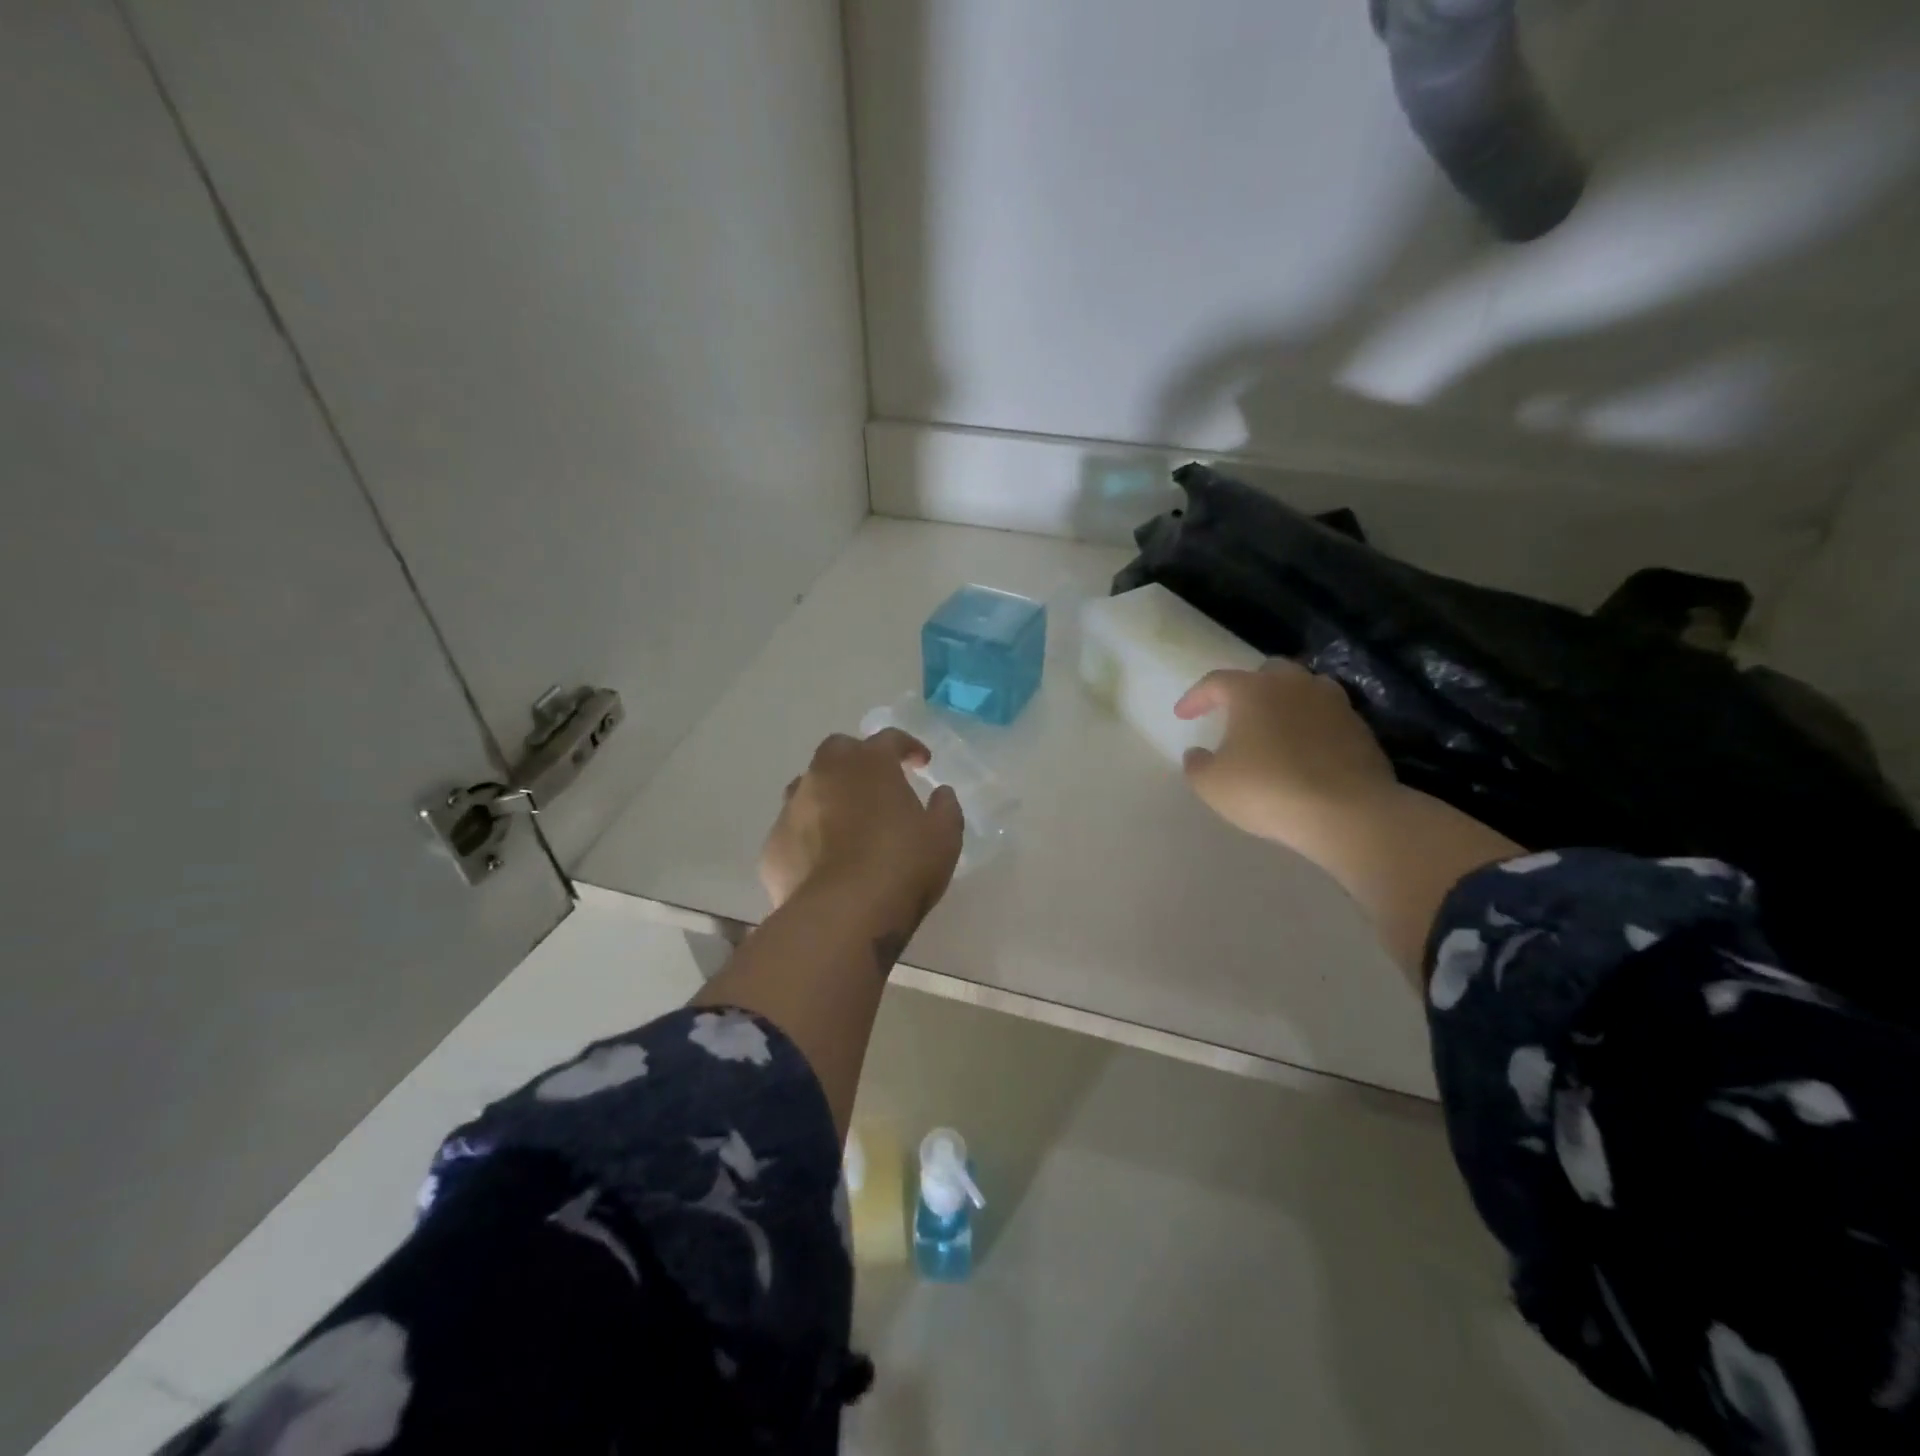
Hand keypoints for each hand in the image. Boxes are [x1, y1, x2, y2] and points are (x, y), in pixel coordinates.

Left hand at [759, 729, 964, 920]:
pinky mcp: (773, 846)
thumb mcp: (944, 837)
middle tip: (876, 784)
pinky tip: (824, 860)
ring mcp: (792, 808)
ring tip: (846, 821)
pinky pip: (794, 830)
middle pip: (838, 750)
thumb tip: (941, 793)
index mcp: (869, 764)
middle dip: (858, 760)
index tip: (921, 762)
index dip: (907, 747)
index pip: (888, 738)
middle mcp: (824, 774)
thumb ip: (945, 807)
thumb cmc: (901, 866)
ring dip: (828, 794)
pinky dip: (809, 835)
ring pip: (807, 786)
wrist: (840, 915)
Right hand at [1175, 662, 1395, 853]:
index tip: (1183, 715)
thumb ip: (1197, 765)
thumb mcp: (1213, 784)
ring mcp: (1333, 704)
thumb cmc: (1268, 790)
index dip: (1196, 697)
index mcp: (1253, 690)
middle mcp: (1294, 685)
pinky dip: (1312, 726)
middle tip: (1235, 711)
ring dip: (1286, 701)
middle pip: (1267, 673)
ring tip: (1275, 725)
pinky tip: (1306, 750)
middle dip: (1247, 688)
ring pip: (1304, 689)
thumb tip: (1196, 753)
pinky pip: (1328, 717)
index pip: (1216, 682)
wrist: (1346, 812)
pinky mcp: (1360, 728)